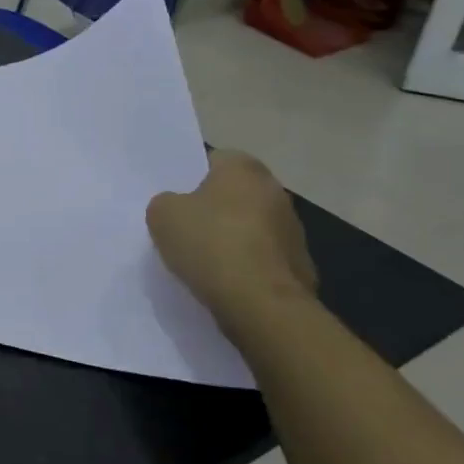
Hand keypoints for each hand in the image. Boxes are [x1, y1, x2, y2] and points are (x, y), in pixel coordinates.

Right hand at [146, 150, 317, 341]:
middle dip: (214, 208)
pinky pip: (263, 259)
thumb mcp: (162, 214)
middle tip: (185, 228)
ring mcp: (294, 231)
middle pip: (236, 194)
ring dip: (234, 238)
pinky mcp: (301, 267)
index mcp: (244, 169)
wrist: (259, 303)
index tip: (176, 199)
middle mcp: (276, 192)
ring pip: (252, 227)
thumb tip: (178, 207)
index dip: (192, 177)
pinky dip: (247, 267)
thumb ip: (166, 202)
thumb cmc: (209, 243)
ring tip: (204, 261)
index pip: (215, 160)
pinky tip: (226, 282)